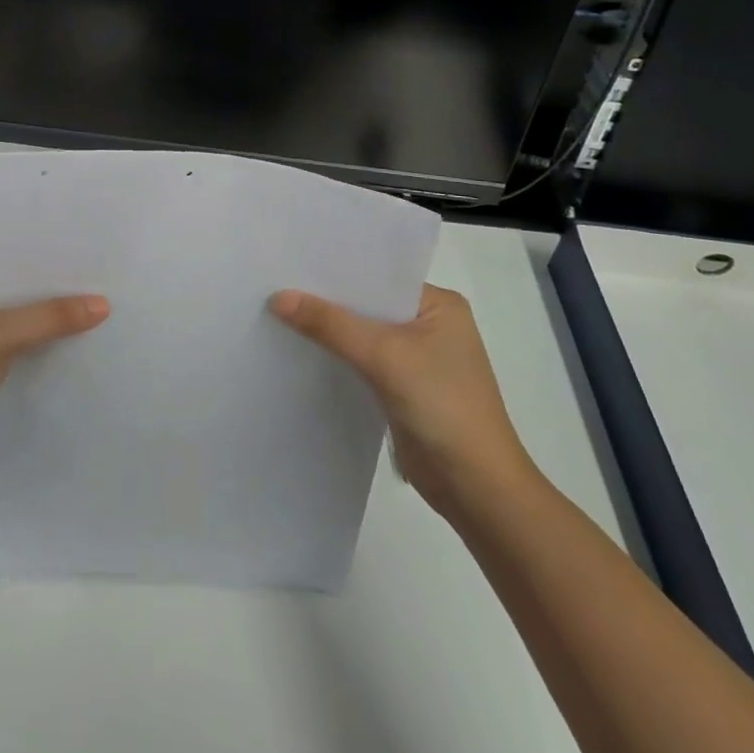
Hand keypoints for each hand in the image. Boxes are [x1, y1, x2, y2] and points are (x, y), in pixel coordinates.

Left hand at [0, 265, 108, 484]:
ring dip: (60, 321)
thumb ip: (52, 316)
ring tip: (107, 310)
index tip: (93, 259)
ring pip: (31, 321)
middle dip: (61, 292)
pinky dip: (53, 346)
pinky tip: (86, 343)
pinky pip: (32, 347)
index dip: (53, 263)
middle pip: (27, 293)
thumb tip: (103, 304)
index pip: (17, 263)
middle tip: (108, 284)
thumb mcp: (3, 333)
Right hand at [270, 283, 535, 523]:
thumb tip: (278, 297)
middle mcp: (430, 324)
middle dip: (327, 300)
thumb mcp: (383, 355)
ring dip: (330, 330)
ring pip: (362, 334)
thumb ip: (330, 324)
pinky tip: (301, 350)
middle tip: (275, 284)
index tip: (290, 262)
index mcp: (439, 304)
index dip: (335, 271)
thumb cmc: (442, 406)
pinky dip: (337, 356)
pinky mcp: (403, 388)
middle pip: (368, 304)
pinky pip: (362, 361)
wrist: (477, 490)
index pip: (378, 276)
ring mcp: (417, 358)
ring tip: (277, 311)